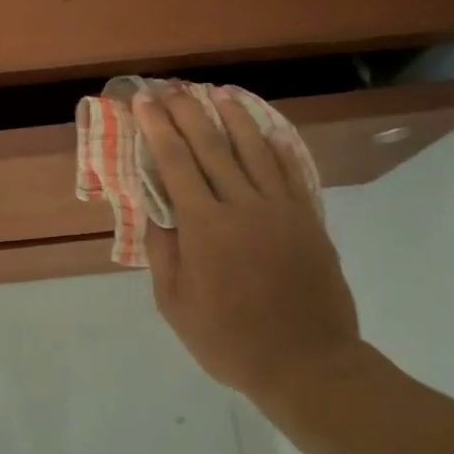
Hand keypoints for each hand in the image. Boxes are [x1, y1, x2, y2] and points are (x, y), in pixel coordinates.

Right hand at [135, 89, 363, 405]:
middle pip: (212, 146)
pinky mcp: (309, 220)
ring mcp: (281, 210)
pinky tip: (267, 130)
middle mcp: (243, 206)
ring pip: (255, 150)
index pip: (175, 163)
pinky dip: (277, 146)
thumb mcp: (175, 305)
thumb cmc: (229, 340)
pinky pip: (292, 172)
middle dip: (188, 112)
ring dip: (234, 117)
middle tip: (171, 88)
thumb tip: (155, 211)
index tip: (144, 102)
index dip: (158, 128)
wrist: (307, 364)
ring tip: (217, 93)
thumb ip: (163, 252)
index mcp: (205, 227)